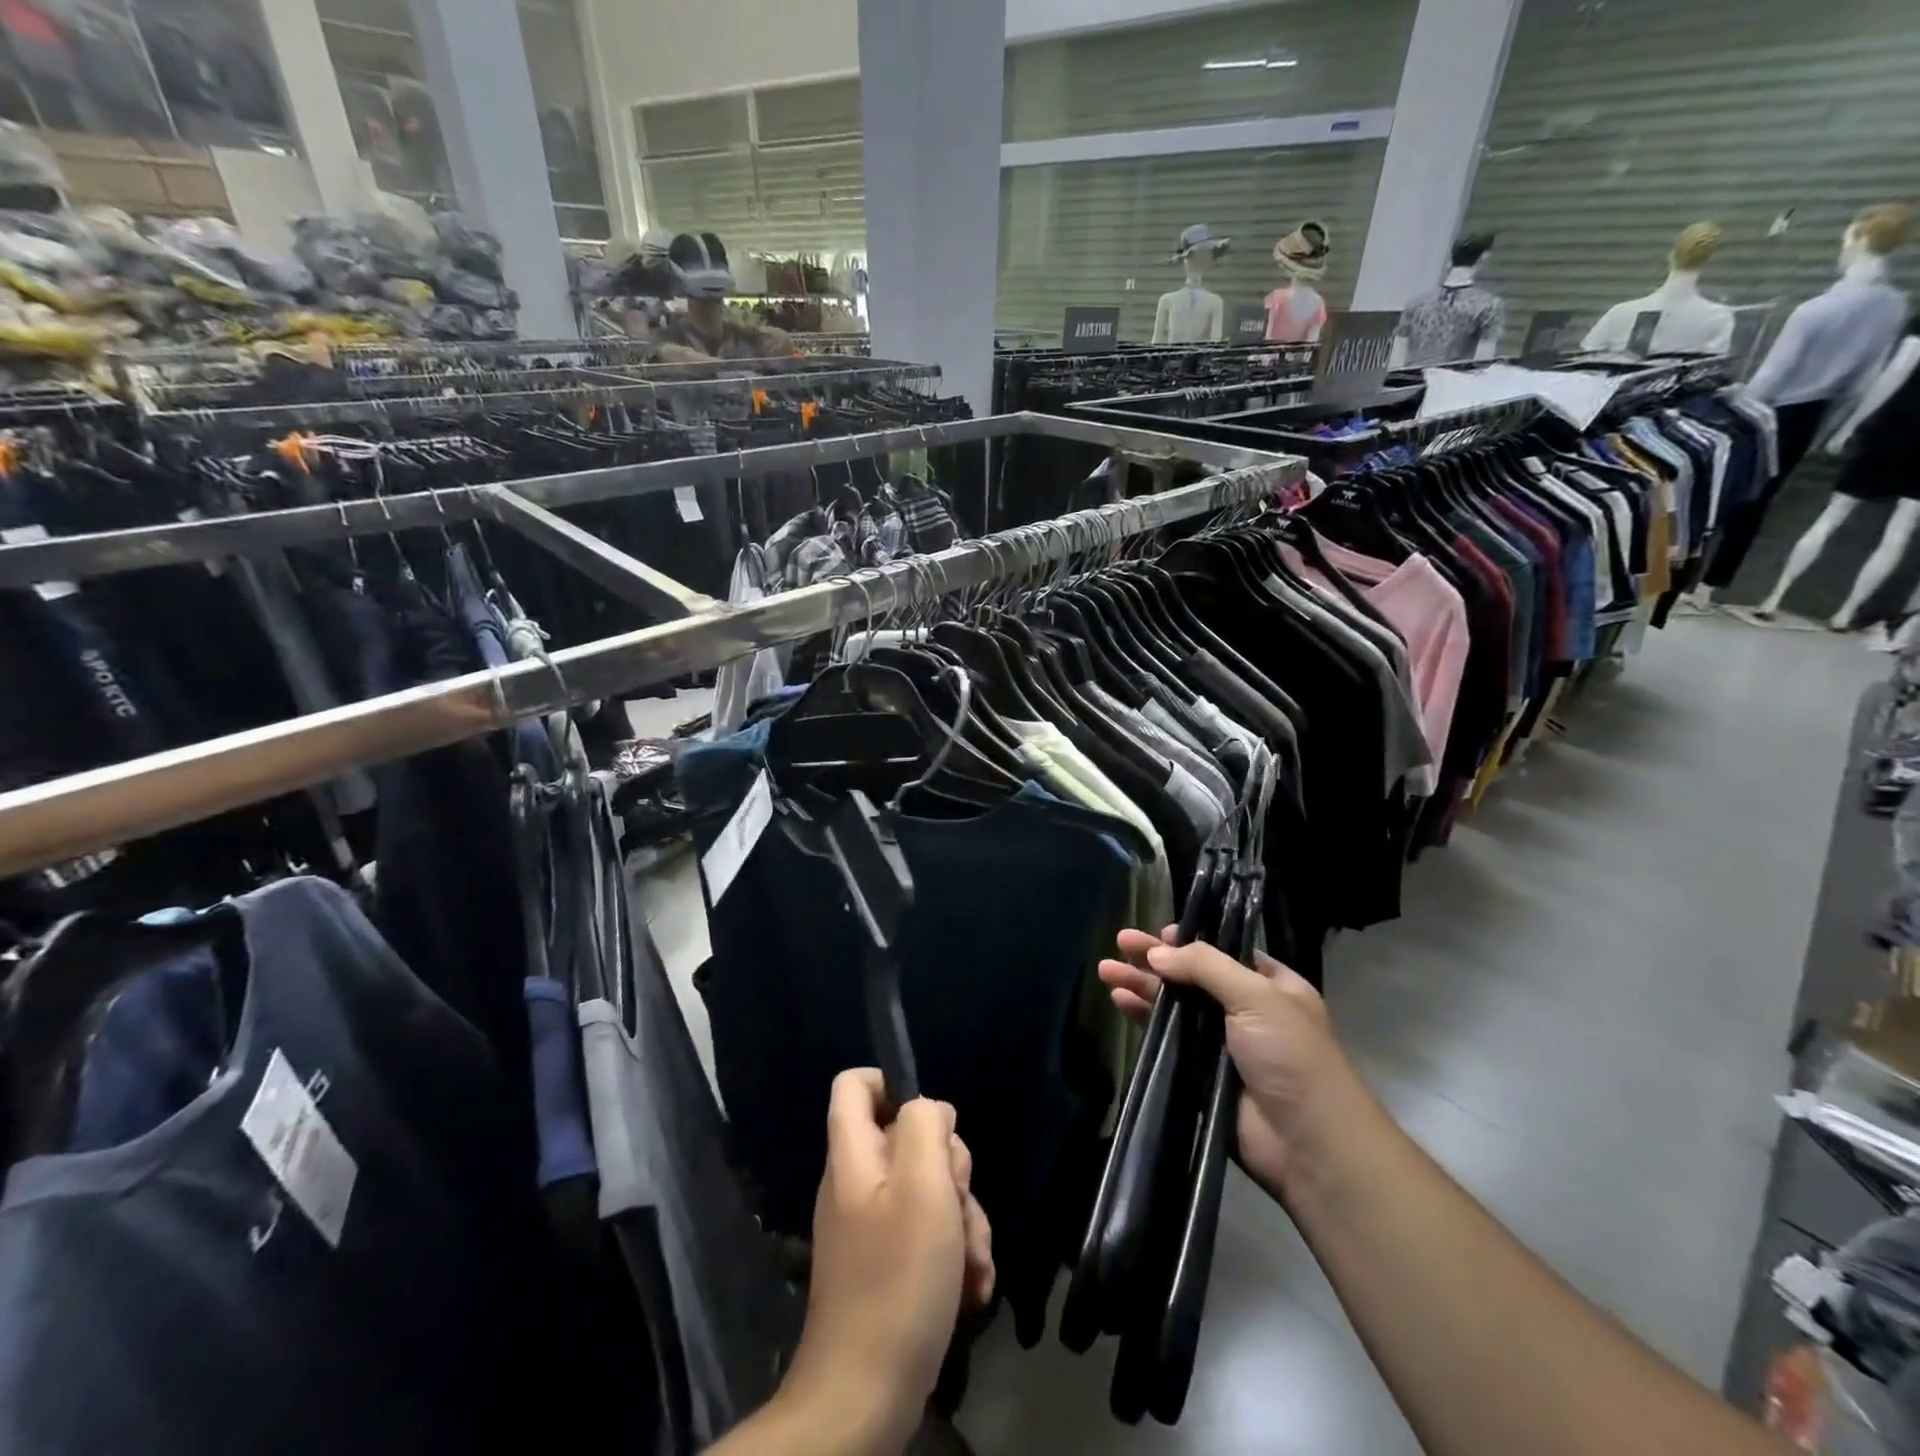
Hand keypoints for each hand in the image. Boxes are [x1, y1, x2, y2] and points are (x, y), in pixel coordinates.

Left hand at [778, 1070, 993, 1452]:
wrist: (864, 1397)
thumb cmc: (897, 1279)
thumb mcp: (922, 1186)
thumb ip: (925, 1127)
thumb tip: (931, 1110)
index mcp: (853, 1154)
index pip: (854, 1085)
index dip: (892, 1083)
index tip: (933, 1120)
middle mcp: (858, 1182)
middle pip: (910, 1140)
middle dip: (952, 1170)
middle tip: (959, 1203)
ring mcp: (873, 1225)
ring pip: (930, 1190)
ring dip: (963, 1220)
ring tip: (973, 1262)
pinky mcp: (889, 1264)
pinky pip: (929, 1234)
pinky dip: (955, 1254)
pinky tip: (972, 1287)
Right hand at [1099, 927, 1366, 1204]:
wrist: (1308, 1145)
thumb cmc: (1291, 1056)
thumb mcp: (1257, 996)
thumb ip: (1205, 966)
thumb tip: (1156, 952)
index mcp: (1271, 987)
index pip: (1224, 953)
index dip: (1191, 941)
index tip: (1160, 933)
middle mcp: (1246, 1011)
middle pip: (1191, 976)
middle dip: (1155, 959)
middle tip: (1120, 941)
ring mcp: (1221, 1045)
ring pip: (1174, 1006)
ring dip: (1141, 986)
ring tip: (1106, 969)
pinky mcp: (1200, 1076)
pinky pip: (1166, 1040)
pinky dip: (1143, 1018)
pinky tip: (1119, 1002)